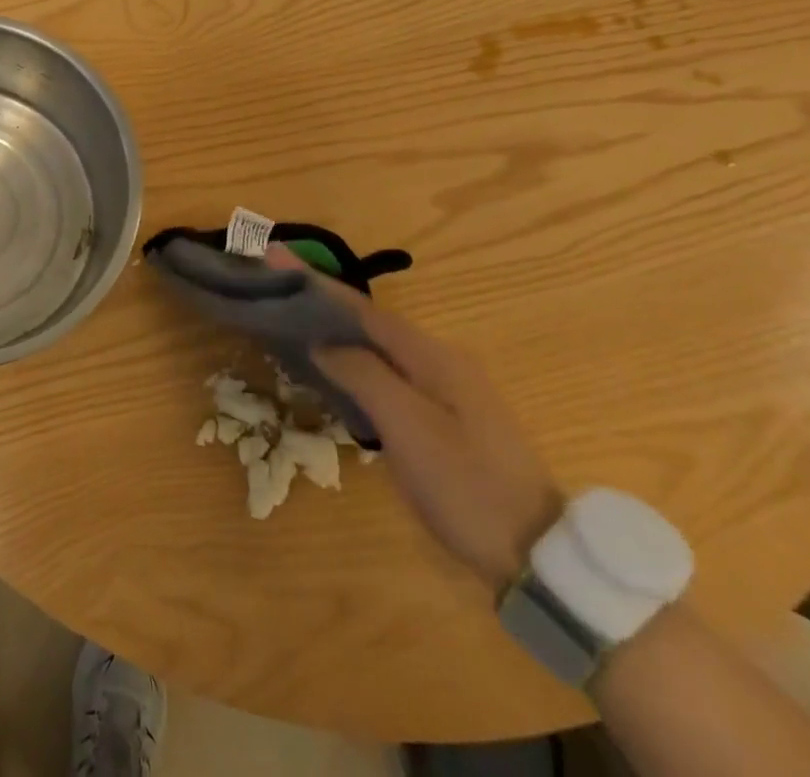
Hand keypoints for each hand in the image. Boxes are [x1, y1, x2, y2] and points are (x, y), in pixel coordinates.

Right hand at [267, 245, 563, 591]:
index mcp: (432, 356)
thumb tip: (321, 341)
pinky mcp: (441, 416)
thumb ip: (364, 375)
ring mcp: (443, 389)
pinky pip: (383, 369)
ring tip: (289, 311)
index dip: (314, 281)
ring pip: (374, 344)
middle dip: (320, 296)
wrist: (537, 557)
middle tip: (272, 281)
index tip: (273, 254)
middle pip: (367, 320)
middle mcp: (438, 361)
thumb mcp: (411, 429)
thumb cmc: (469, 488)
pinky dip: (349, 356)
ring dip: (332, 324)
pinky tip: (329, 360)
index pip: (360, 307)